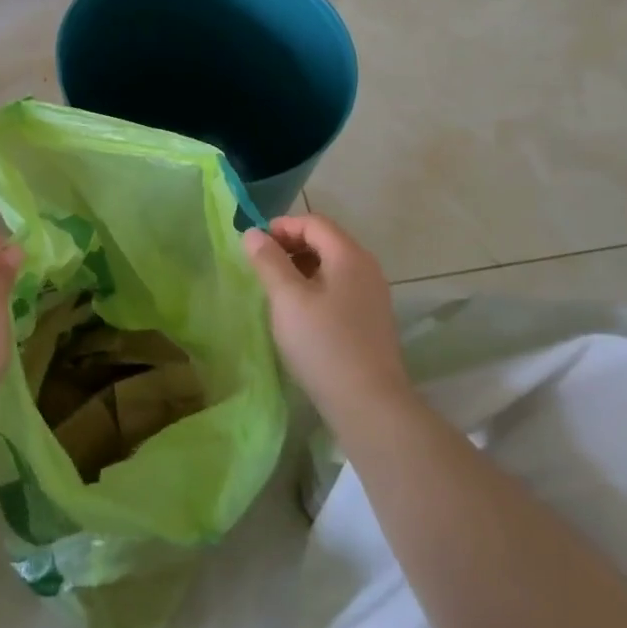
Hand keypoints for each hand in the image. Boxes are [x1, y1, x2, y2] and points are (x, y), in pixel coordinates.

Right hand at [243, 215, 411, 426]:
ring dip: (301, 269)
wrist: (370, 405)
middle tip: (261, 266)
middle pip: (325, 241)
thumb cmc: (324, 344)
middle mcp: (366, 268)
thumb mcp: (287, 298)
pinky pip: (339, 289)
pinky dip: (315, 288)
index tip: (255, 245)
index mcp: (349, 255)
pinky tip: (299, 314)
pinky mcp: (371, 321)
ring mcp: (373, 296)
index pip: (314, 223)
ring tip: (276, 290)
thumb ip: (268, 261)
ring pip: (332, 267)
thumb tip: (253, 233)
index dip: (282, 226)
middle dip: (291, 246)